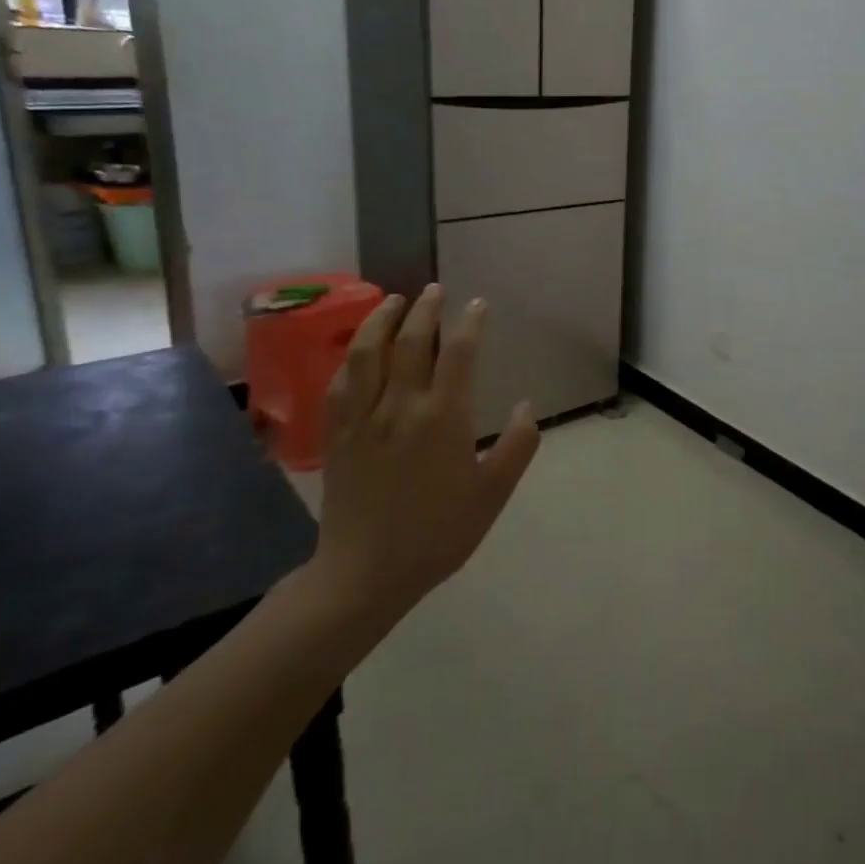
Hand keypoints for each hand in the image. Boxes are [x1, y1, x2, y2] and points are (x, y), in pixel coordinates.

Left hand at [311, 286, 538, 630]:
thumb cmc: (438, 534)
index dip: (470, 323)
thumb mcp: (493, 494)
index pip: (458, 353)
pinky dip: (352, 356)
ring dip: (382, 320)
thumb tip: (528, 406)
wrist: (365, 573)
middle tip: (435, 290)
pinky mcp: (336, 434)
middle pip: (410, 342)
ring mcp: (363, 418)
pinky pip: (341, 382)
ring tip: (393, 301)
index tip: (478, 304)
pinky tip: (360, 350)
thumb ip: (517, 446)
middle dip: (425, 310)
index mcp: (443, 418)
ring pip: (368, 353)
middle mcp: (401, 406)